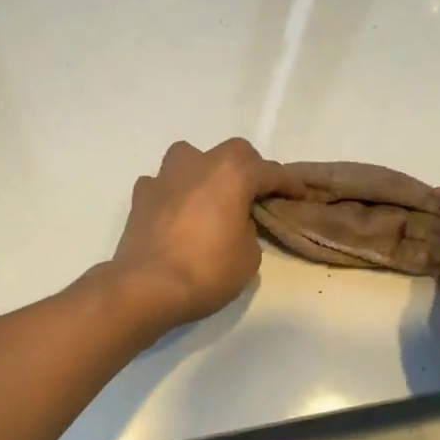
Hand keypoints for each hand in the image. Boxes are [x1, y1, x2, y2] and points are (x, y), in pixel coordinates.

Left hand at [106, 140, 305, 332]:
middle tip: (256, 193)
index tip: (299, 194)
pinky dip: (173, 192)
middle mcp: (199, 164)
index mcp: (232, 174)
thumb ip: (248, 230)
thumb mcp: (249, 257)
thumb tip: (235, 222)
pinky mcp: (141, 196)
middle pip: (232, 153)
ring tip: (210, 195)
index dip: (288, 184)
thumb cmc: (207, 271)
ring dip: (205, 170)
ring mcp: (165, 177)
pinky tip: (177, 211)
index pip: (270, 171)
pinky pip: (163, 183)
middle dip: (248, 169)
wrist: (147, 287)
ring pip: (190, 157)